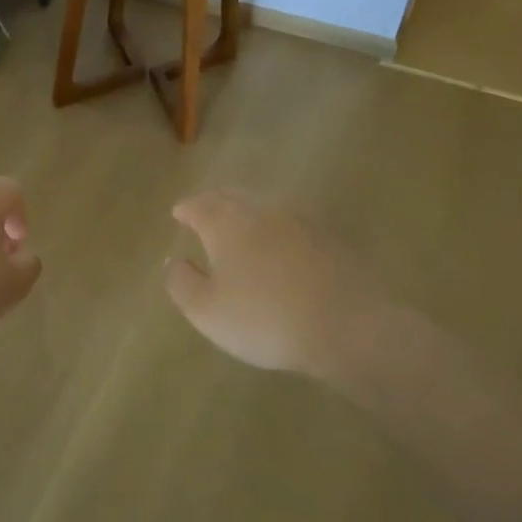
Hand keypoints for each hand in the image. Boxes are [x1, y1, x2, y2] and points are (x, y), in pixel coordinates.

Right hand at [165, 189, 386, 378]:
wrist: (347, 326)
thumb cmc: (264, 318)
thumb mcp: (206, 311)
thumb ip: (181, 282)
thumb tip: (174, 260)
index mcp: (226, 222)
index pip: (199, 204)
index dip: (186, 209)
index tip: (178, 213)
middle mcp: (261, 209)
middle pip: (232, 195)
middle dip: (214, 201)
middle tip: (204, 209)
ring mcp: (300, 219)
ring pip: (264, 204)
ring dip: (247, 208)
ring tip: (240, 222)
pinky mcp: (330, 235)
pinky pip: (292, 220)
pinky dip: (277, 224)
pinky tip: (280, 241)